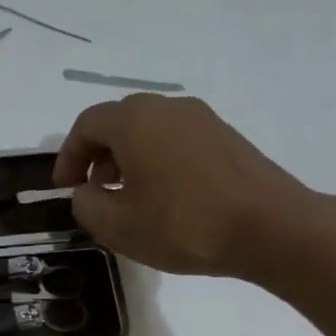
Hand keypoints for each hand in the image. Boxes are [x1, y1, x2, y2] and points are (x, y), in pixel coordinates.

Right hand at [52, 94, 327, 279]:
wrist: (271, 227)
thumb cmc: (183, 224)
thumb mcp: (117, 226)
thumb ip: (86, 205)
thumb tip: (86, 193)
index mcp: (134, 121)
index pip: (87, 124)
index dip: (68, 156)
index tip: (64, 188)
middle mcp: (167, 107)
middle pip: (119, 121)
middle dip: (97, 154)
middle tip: (93, 190)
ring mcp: (202, 119)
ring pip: (149, 130)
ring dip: (128, 158)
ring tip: (127, 197)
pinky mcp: (226, 137)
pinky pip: (176, 140)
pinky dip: (157, 160)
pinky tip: (164, 197)